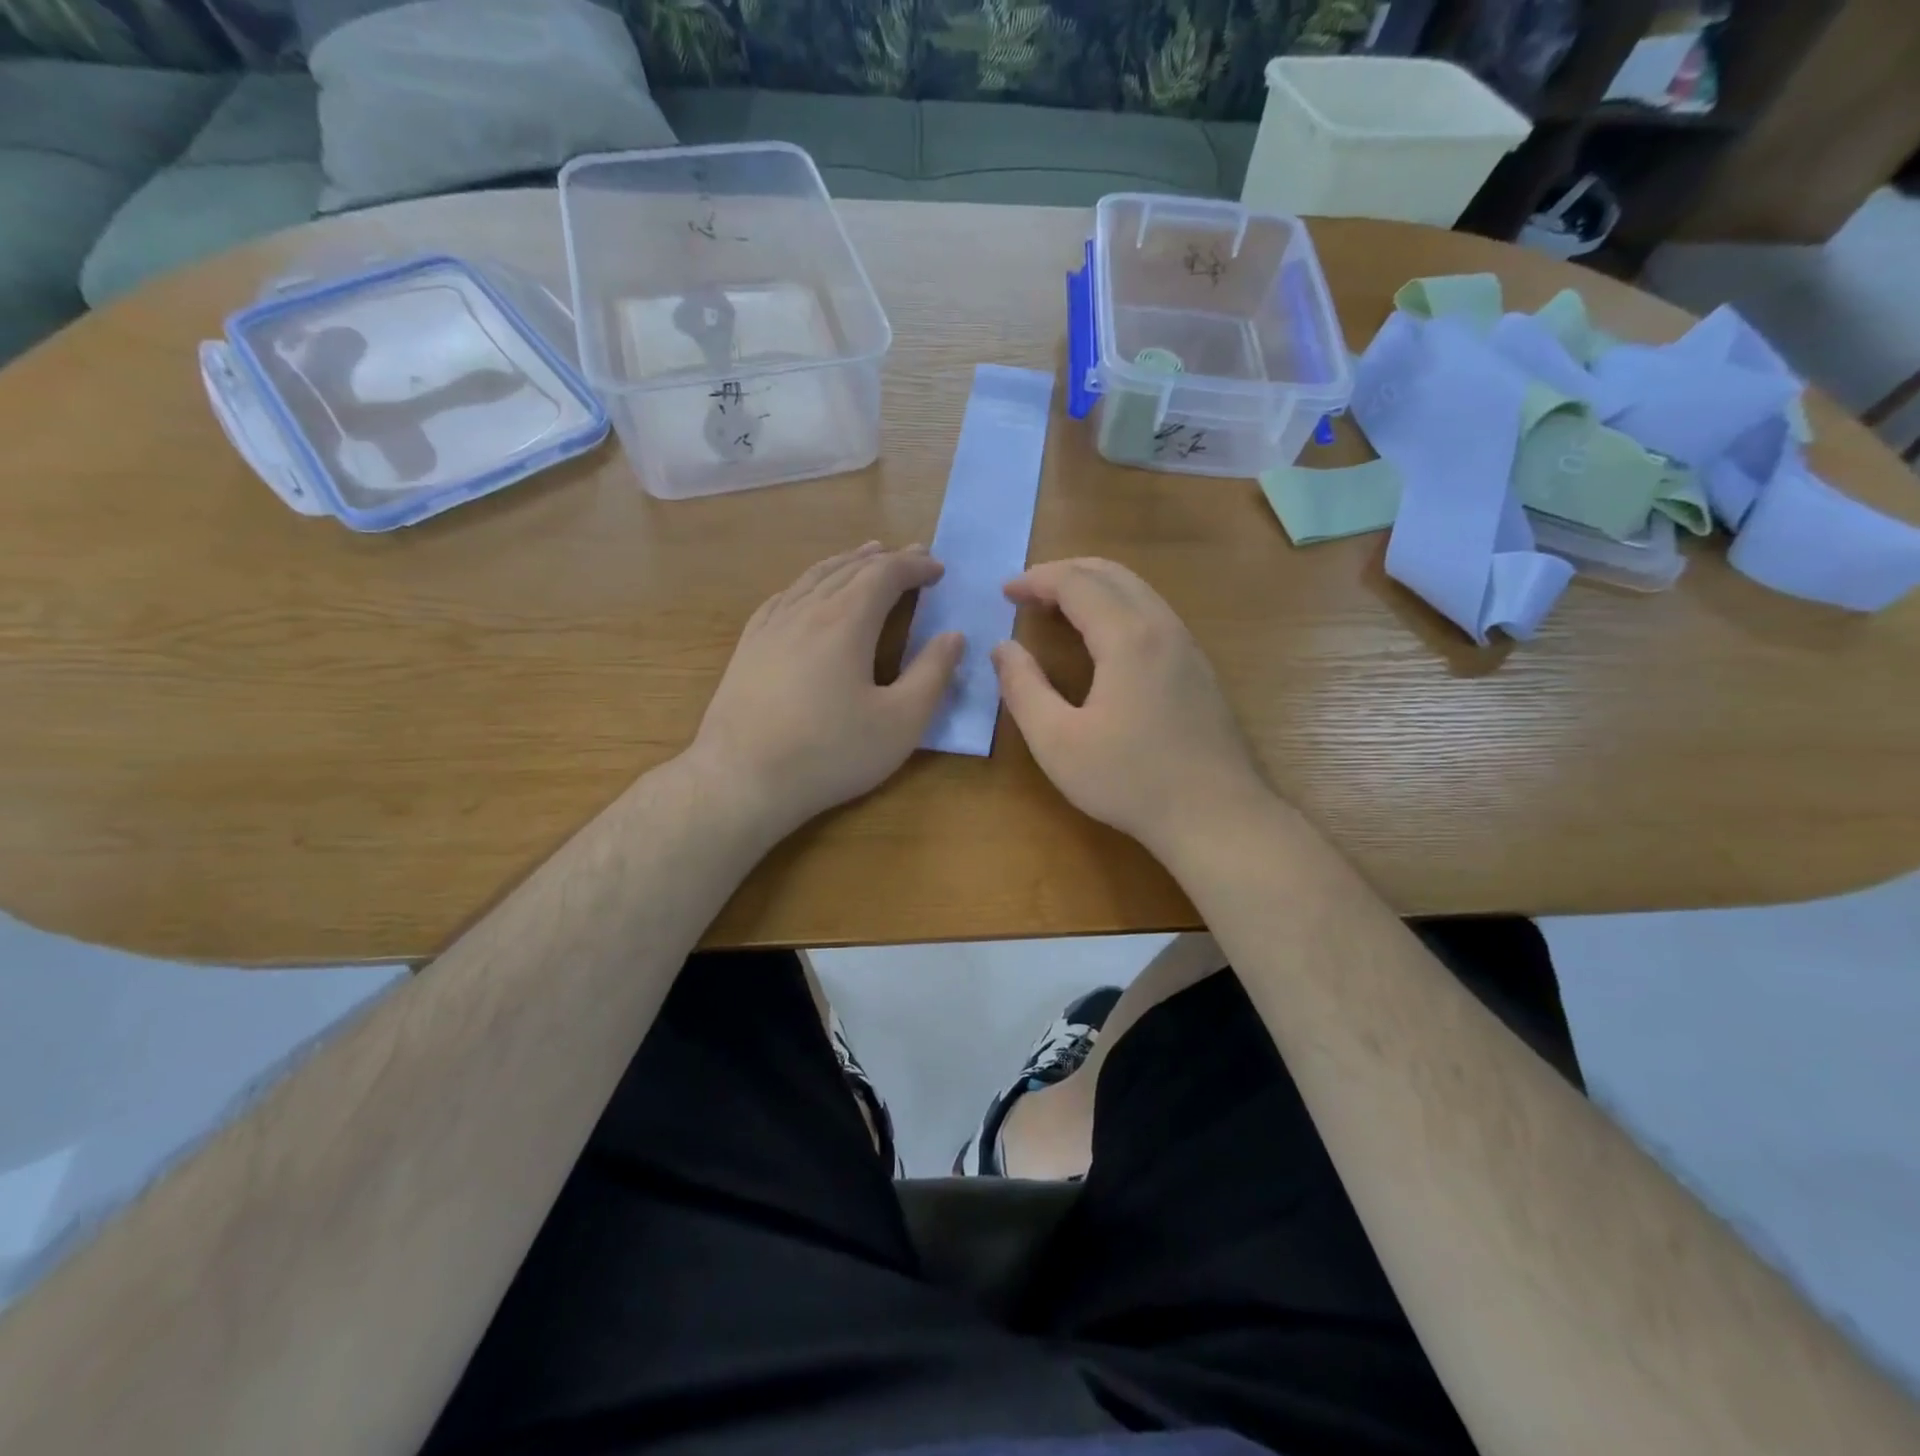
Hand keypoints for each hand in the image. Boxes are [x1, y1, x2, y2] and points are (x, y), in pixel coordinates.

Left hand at [689, 542, 963, 839]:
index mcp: (845, 622)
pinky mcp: (748, 647)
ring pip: (813, 578)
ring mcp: (771, 627)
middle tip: (913, 555)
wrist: (742, 779)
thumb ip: (932, 674)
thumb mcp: (900, 722)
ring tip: (864, 555)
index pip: (885, 575)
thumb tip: (953, 636)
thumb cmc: (830, 753)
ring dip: (845, 562)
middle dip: (885, 559)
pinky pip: (783, 597)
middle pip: (849, 569)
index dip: (915, 566)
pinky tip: (806, 589)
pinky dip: (807, 582)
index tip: (938, 568)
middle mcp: (806, 611)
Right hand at [992, 558, 1269, 858]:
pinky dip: (1118, 606)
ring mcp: (1187, 646)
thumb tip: (1003, 649)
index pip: (1076, 583)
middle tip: (1029, 592)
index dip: (1037, 581)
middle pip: (1112, 574)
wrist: (1215, 815)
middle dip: (1065, 572)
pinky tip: (1103, 638)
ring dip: (1094, 587)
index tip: (1005, 593)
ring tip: (1059, 607)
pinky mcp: (1198, 668)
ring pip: (1138, 590)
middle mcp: (1162, 627)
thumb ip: (1023, 689)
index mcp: (1128, 637)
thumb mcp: (1057, 742)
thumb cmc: (1129, 780)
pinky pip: (1153, 613)